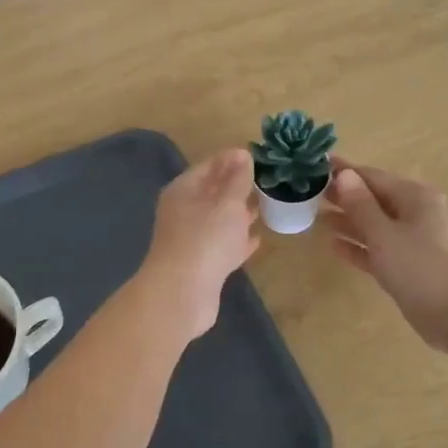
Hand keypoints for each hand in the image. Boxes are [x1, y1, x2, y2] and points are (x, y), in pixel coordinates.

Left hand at [139, 149, 259, 337]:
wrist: (183, 294)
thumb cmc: (206, 239)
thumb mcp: (228, 203)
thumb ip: (238, 179)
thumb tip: (242, 154)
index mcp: (183, 191)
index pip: (208, 166)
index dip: (230, 159)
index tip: (255, 155)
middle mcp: (183, 212)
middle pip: (211, 193)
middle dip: (236, 186)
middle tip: (264, 179)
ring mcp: (191, 240)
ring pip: (218, 220)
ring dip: (238, 213)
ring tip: (263, 205)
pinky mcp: (201, 265)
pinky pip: (223, 245)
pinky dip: (238, 240)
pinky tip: (257, 239)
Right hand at [325, 161, 447, 351]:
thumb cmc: (420, 267)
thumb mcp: (384, 233)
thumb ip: (361, 204)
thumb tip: (344, 175)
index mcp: (414, 197)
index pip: (372, 176)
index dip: (344, 172)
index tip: (315, 167)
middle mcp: (415, 213)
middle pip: (374, 199)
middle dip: (344, 196)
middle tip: (309, 193)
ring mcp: (413, 241)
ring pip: (375, 225)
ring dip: (348, 221)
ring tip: (316, 217)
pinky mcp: (408, 266)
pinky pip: (378, 249)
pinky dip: (359, 246)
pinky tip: (334, 245)